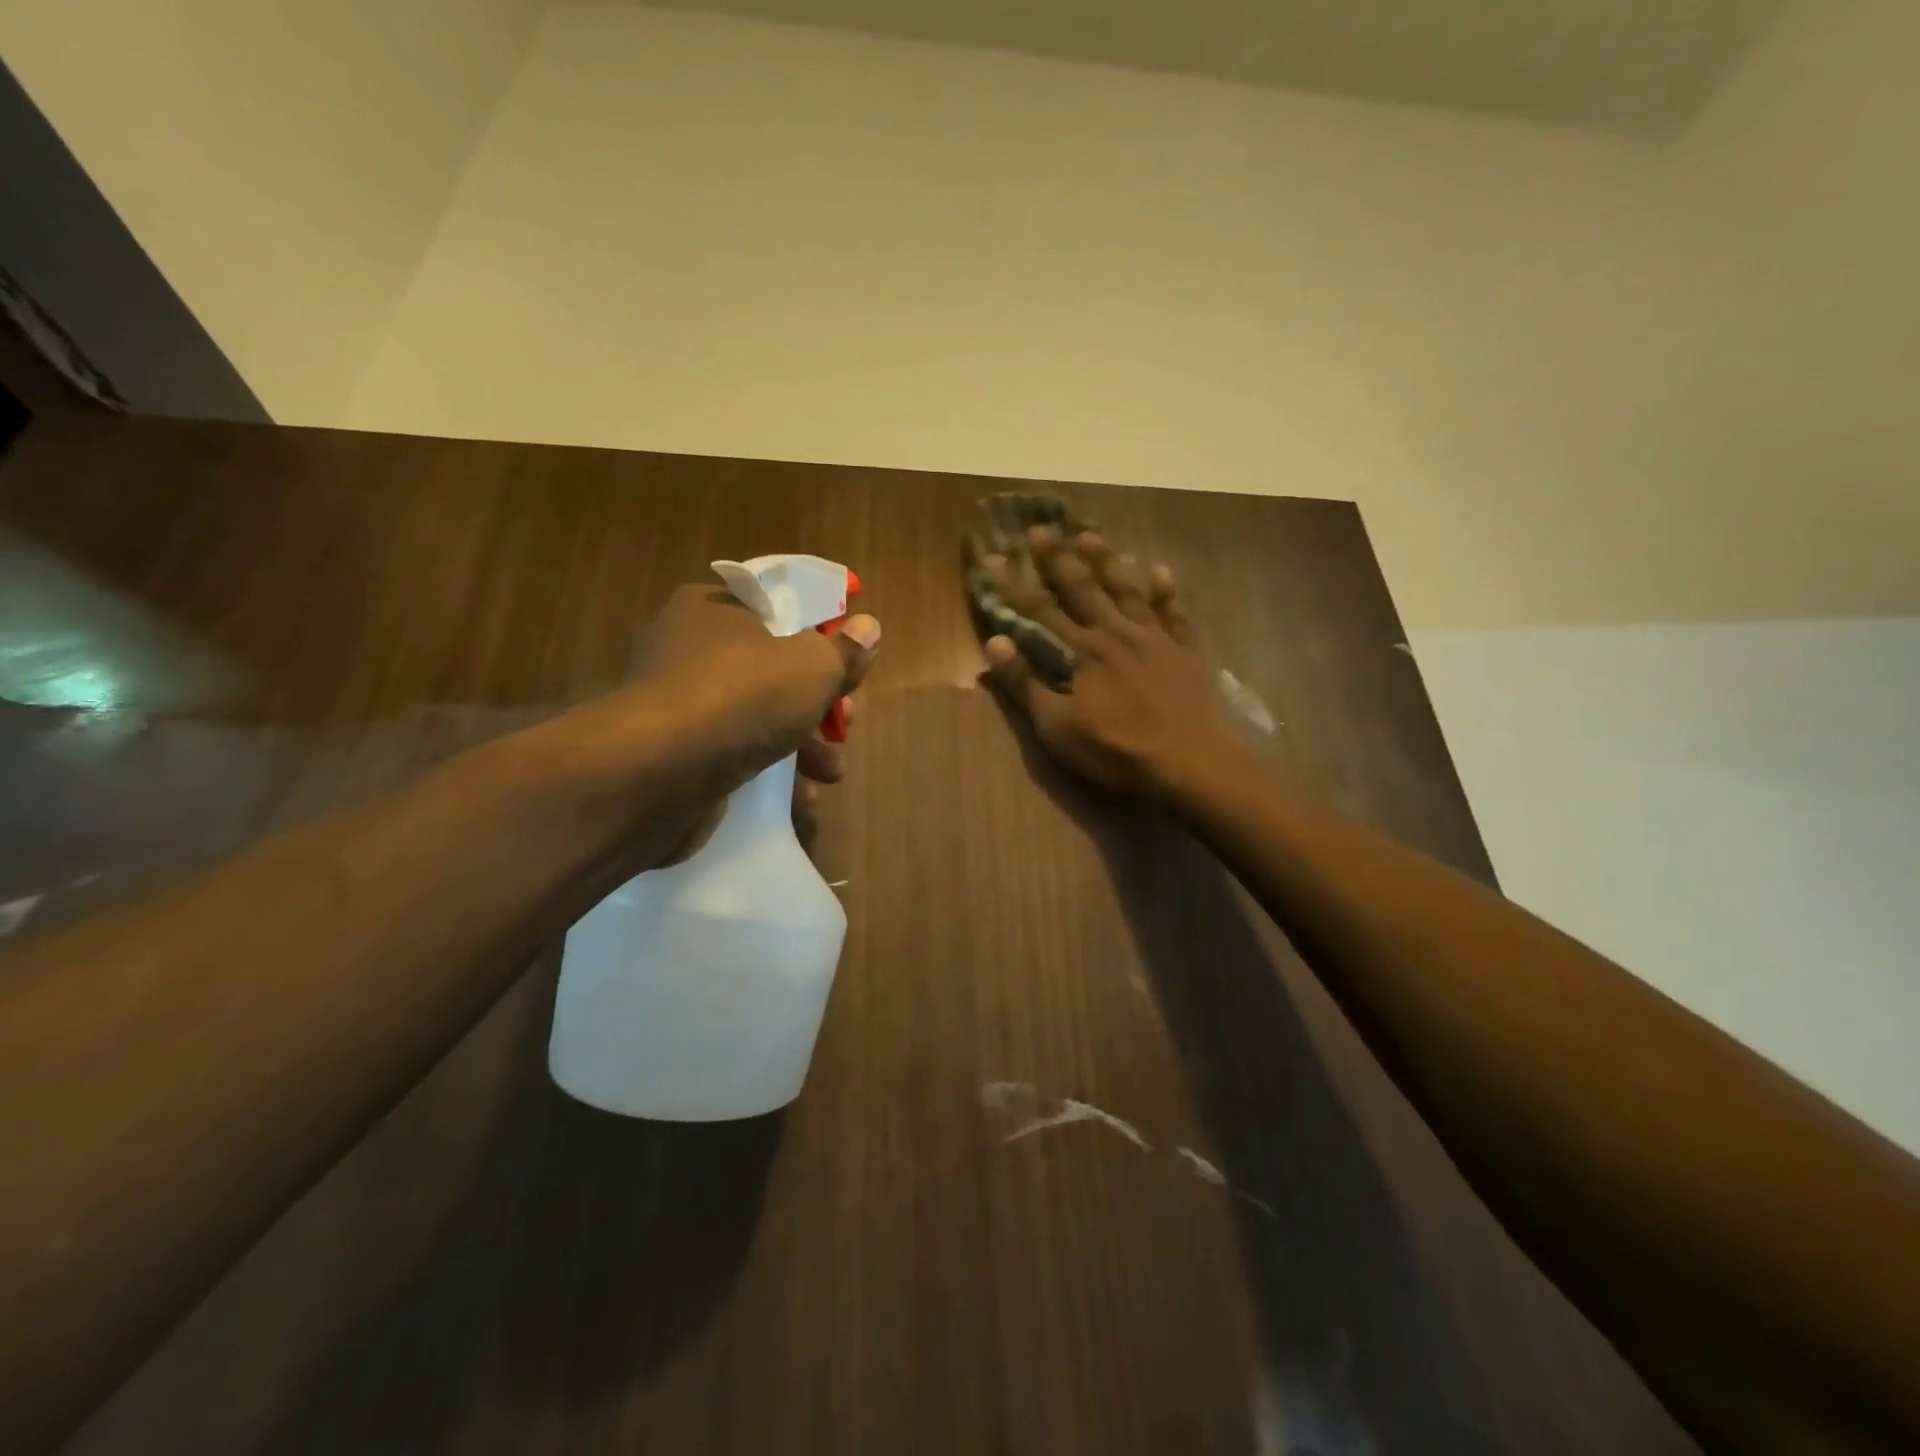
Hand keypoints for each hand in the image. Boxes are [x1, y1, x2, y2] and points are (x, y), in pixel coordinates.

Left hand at [550, 583, 879, 846]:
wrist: (656, 775)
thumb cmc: (741, 698)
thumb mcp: (812, 666)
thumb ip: (844, 650)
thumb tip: (869, 628)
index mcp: (714, 609)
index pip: (776, 608)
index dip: (818, 632)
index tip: (847, 661)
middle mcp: (689, 651)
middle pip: (774, 670)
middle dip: (818, 702)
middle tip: (844, 722)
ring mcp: (680, 707)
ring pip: (758, 719)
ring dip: (803, 747)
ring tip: (829, 772)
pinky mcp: (677, 757)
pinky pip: (735, 758)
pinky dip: (769, 777)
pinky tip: (799, 801)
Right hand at [976, 528, 1229, 795]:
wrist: (1188, 762)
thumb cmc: (1115, 750)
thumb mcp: (1057, 727)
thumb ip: (1026, 683)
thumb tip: (994, 642)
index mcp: (1081, 652)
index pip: (1039, 611)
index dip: (1014, 585)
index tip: (994, 558)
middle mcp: (1115, 633)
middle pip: (1082, 588)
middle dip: (1058, 558)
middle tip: (1040, 528)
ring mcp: (1153, 638)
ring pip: (1125, 590)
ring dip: (1106, 562)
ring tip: (1091, 535)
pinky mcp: (1184, 651)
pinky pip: (1174, 612)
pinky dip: (1166, 590)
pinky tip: (1161, 569)